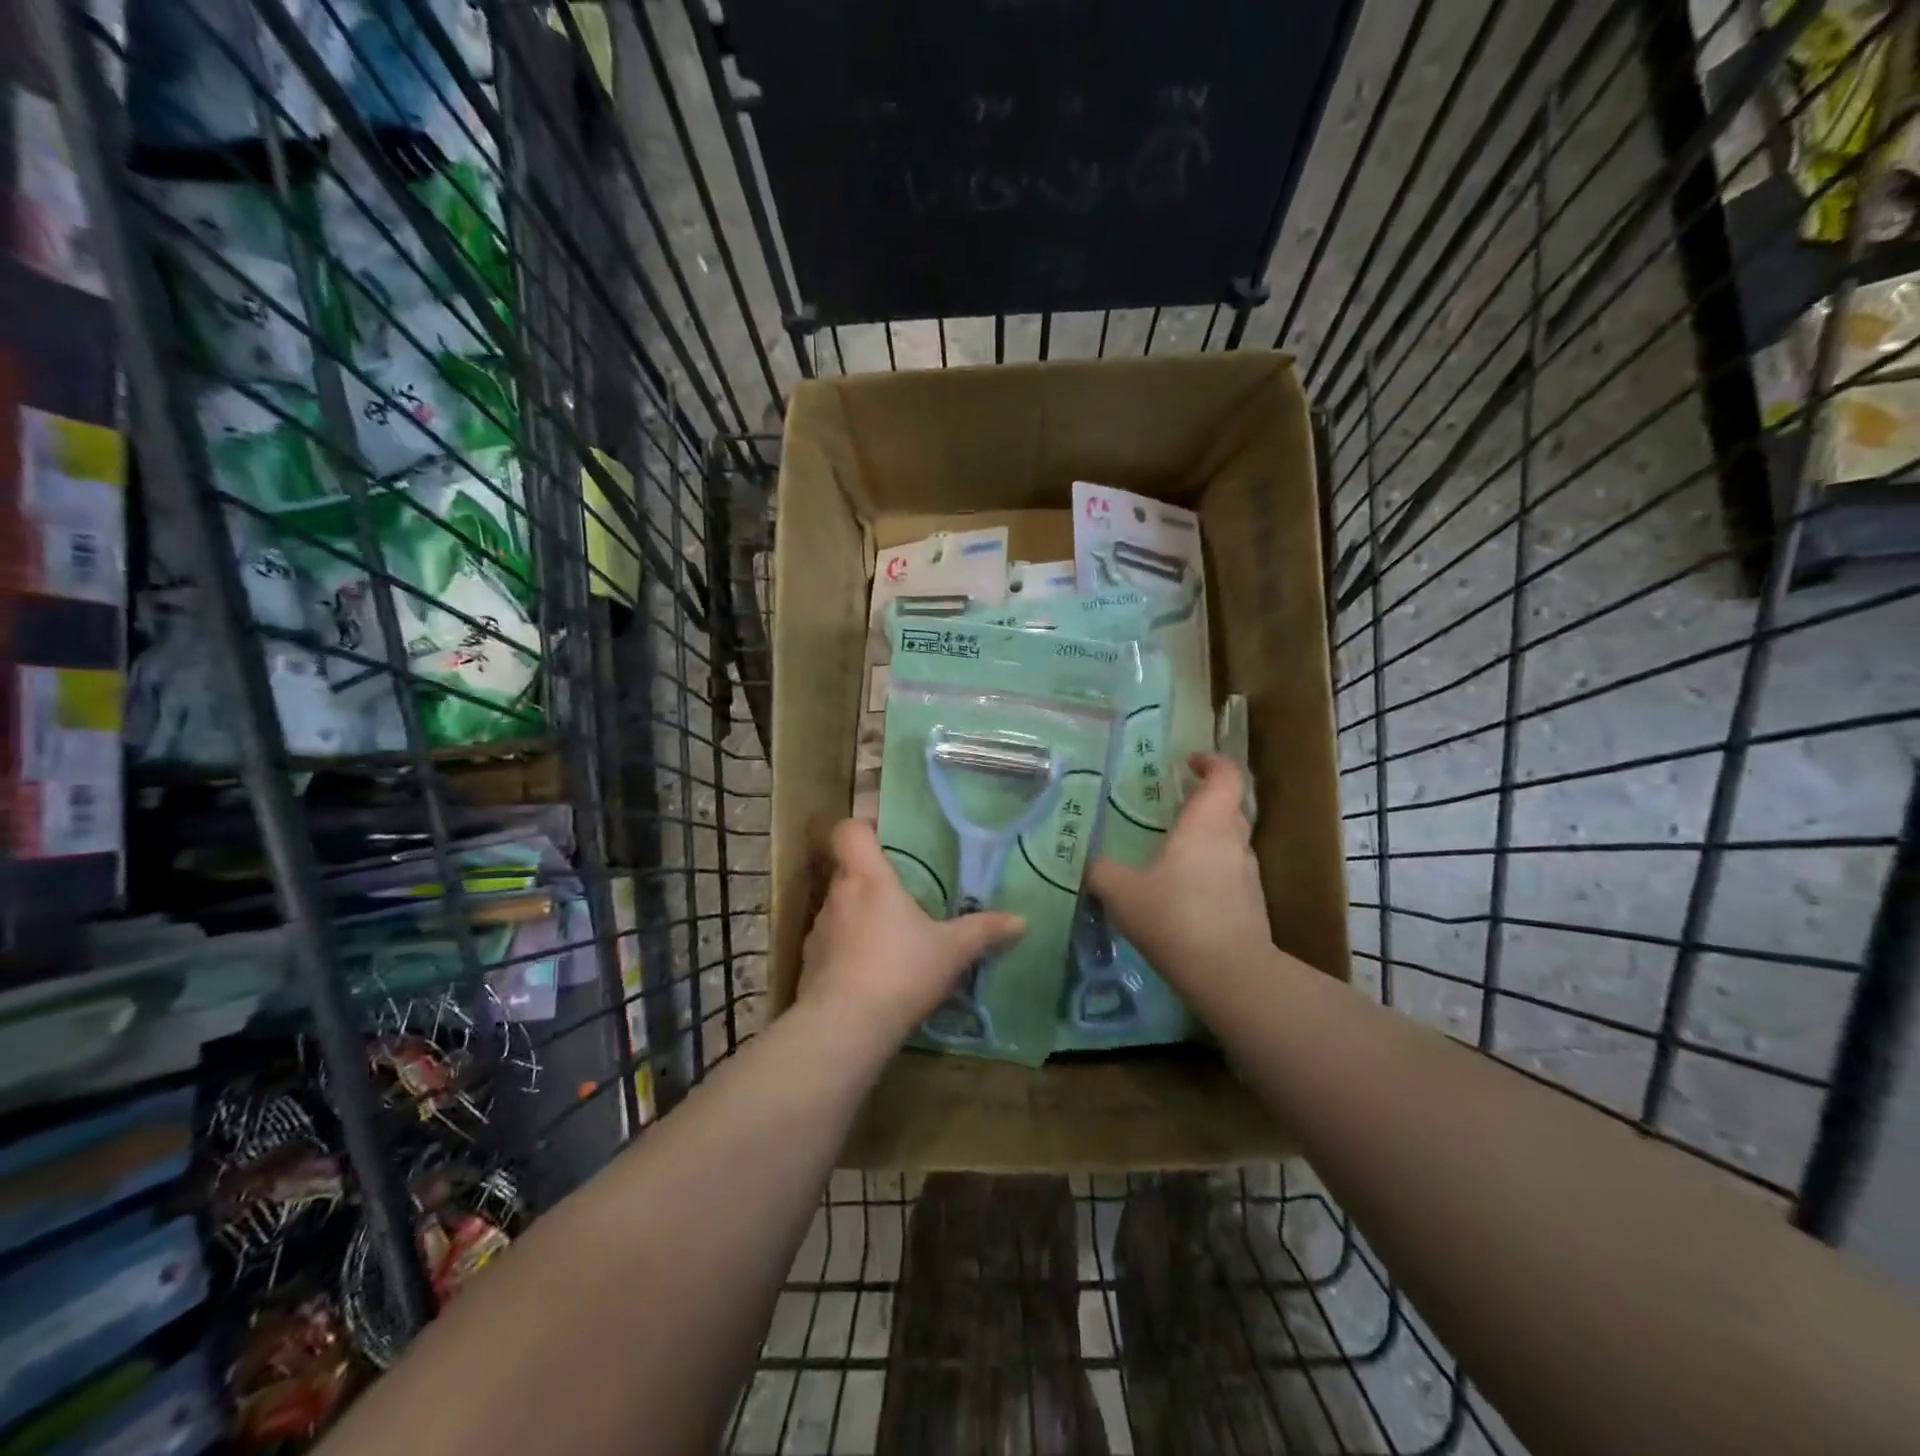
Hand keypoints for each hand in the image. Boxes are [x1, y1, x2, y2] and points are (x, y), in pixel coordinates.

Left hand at [798, 819, 1024, 1050]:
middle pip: (847, 870)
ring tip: (891, 939)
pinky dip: (849, 950)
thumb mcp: (951, 951)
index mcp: (867, 878)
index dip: (863, 828)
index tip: (885, 840)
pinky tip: (873, 974)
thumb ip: (983, 931)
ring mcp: (819, 932)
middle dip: (872, 879)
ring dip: (860, 916)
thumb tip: (1020, 921)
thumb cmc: (900, 971)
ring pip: (840, 908)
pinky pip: (832, 944)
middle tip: (904, 894)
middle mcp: (837, 896)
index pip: (848, 831)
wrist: (844, 1028)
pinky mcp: (810, 965)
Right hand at [1086, 753, 1270, 985]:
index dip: (1211, 762)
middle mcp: (1234, 842)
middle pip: (1230, 806)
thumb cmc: (1174, 916)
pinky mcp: (1252, 904)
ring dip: (1209, 838)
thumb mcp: (1121, 892)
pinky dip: (1211, 870)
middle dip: (1206, 800)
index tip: (1189, 762)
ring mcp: (1248, 874)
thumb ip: (1101, 872)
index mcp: (1207, 824)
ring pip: (1232, 841)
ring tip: (1174, 851)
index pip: (1226, 775)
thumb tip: (1089, 864)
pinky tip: (1184, 892)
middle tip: (1174, 806)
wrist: (1229, 973)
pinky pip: (1230, 873)